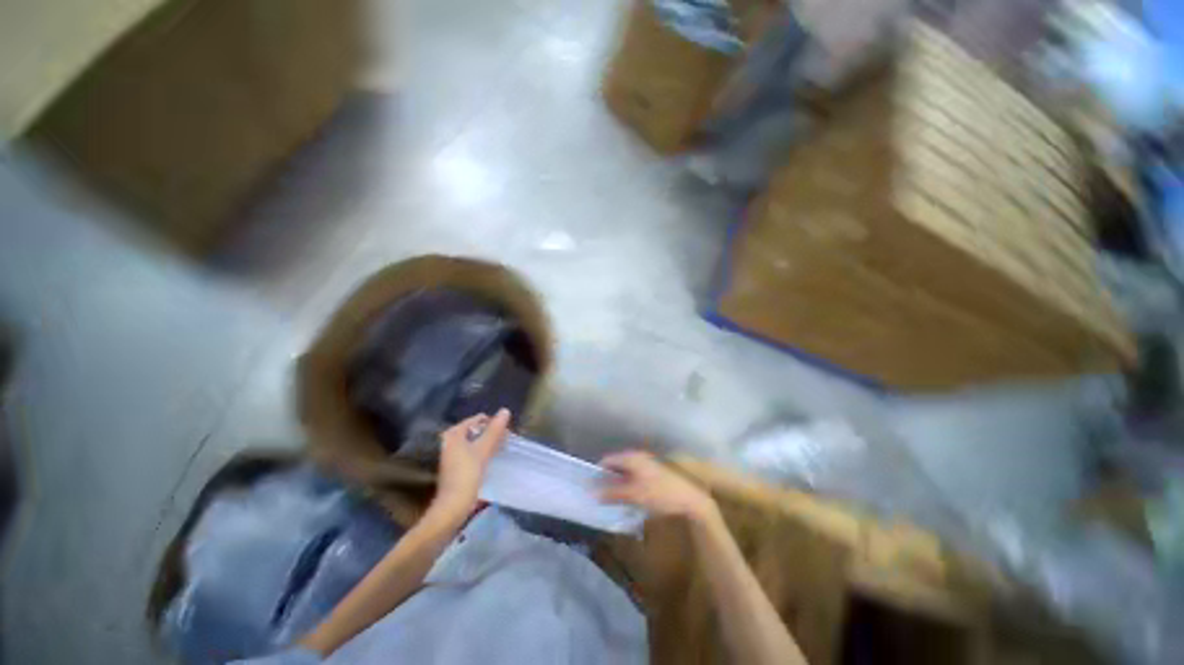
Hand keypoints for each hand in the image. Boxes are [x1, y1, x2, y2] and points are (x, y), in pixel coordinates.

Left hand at [431, 409, 510, 519]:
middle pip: (477, 430)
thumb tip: (505, 410)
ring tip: (502, 450)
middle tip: (505, 441)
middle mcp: (450, 441)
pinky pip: (474, 452)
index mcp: (454, 434)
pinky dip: (484, 452)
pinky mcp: (457, 466)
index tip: (506, 433)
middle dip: (492, 434)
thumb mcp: (483, 449)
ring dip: (489, 443)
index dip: (493, 423)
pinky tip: (492, 459)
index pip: (478, 419)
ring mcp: (453, 454)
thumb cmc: (467, 474)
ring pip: (476, 442)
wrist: (453, 506)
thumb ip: (494, 429)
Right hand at [599, 450, 717, 523]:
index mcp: (631, 458)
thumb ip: (612, 493)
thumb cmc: (660, 494)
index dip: (597, 473)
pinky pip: (633, 477)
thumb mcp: (633, 495)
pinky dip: (626, 486)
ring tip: (610, 500)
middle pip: (616, 466)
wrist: (689, 499)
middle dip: (606, 480)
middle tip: (598, 495)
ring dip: (616, 484)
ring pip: (624, 473)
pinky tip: (626, 499)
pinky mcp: (652, 474)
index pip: (607, 460)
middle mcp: (637, 457)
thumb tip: (593, 493)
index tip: (590, 487)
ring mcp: (645, 465)